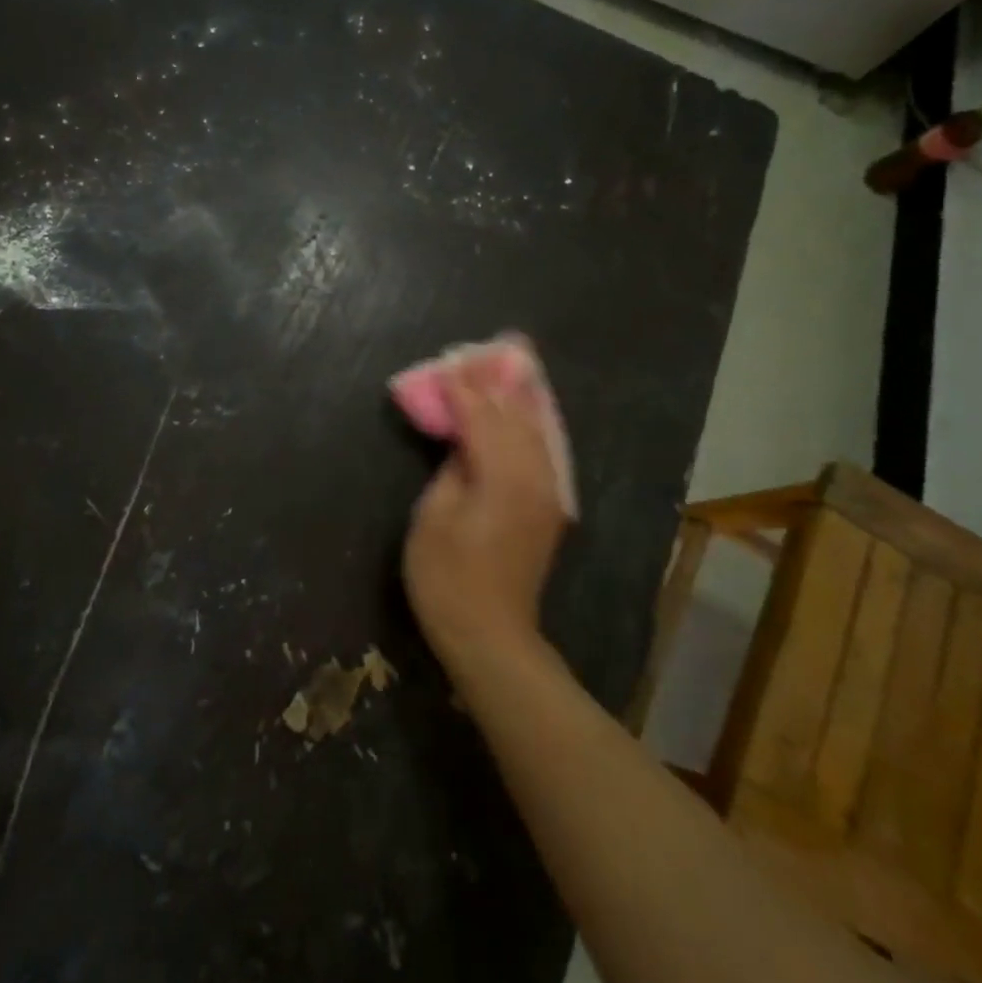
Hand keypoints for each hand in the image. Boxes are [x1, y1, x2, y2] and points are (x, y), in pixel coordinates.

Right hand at [403, 363, 567, 669]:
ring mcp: (547, 493)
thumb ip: (451, 470)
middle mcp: (533, 477)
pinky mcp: (548, 506)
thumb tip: (464, 445)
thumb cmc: (447, 578)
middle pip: (516, 416)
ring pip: (537, 430)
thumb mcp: (433, 518)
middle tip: (489, 348)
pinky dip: (532, 424)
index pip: (482, 418)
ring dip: (521, 397)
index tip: (447, 363)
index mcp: (501, 478)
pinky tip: (526, 411)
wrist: (490, 634)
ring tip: (512, 365)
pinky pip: (543, 450)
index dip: (462, 389)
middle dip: (499, 383)